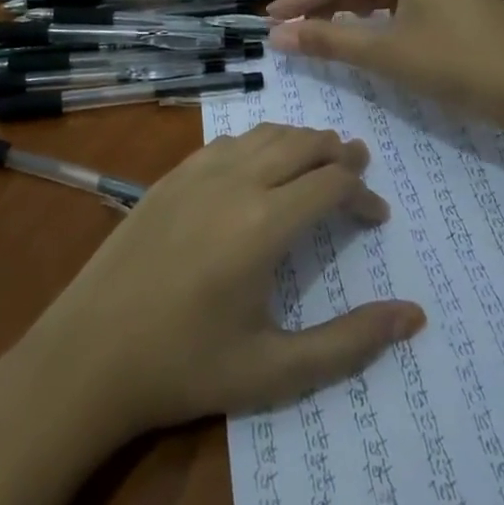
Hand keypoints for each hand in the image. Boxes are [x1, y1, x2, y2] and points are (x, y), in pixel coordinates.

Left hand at [21, 123, 424, 446]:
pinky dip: (259, 143)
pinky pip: (228, 142)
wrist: (90, 352)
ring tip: (320, 160)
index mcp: (264, 224)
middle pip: (301, 143)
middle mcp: (235, 181)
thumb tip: (412, 317)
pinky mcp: (170, 175)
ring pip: (264, 134)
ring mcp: (197, 172)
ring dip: (299, 141)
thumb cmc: (186, 366)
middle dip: (337, 153)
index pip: (331, 185)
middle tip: (359, 168)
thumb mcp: (275, 370)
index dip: (362, 194)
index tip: (376, 217)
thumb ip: (349, 342)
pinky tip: (260, 166)